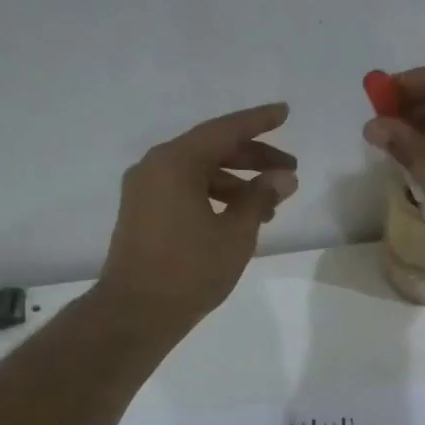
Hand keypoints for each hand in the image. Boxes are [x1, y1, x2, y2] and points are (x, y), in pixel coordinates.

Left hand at [97, 103, 298, 335]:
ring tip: (271, 203)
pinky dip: (214, 195)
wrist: (136, 312)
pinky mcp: (143, 212)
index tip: (285, 112)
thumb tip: (283, 177)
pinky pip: (185, 189)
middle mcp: (155, 166)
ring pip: (199, 172)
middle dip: (253, 157)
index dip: (258, 121)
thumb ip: (261, 198)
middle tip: (289, 170)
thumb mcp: (235, 233)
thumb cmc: (190, 270)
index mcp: (175, 162)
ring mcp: (145, 190)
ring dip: (236, 181)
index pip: (224, 130)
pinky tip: (239, 216)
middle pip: (211, 149)